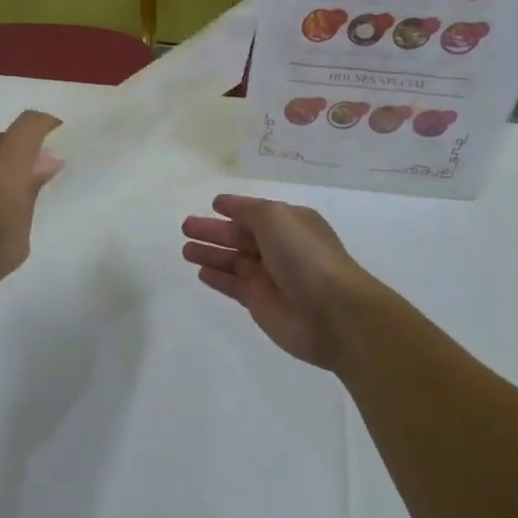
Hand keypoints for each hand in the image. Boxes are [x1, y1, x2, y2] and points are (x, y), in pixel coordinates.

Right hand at [180, 194, 390, 368]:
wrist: (332, 313)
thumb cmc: (305, 257)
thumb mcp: (276, 218)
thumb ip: (248, 210)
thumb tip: (224, 205)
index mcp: (290, 224)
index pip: (255, 213)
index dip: (234, 208)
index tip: (213, 205)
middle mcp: (280, 248)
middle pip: (240, 236)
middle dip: (214, 231)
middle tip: (185, 227)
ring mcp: (270, 277)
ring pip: (233, 261)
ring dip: (210, 254)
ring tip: (185, 250)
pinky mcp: (260, 303)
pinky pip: (233, 285)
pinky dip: (217, 278)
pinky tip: (200, 272)